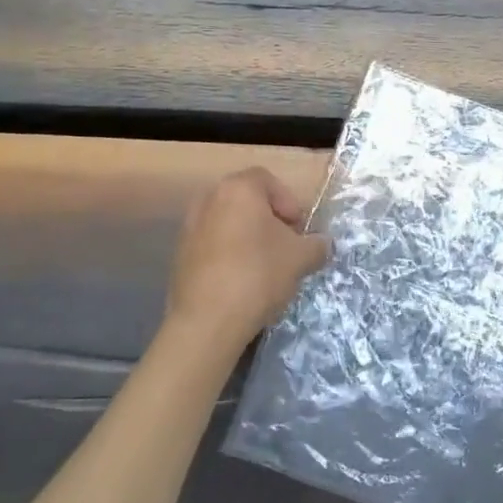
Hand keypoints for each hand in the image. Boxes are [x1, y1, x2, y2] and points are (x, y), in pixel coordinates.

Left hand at [166, 167, 328, 351]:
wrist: (207, 321)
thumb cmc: (258, 275)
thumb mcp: (301, 258)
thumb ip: (317, 244)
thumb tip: (322, 244)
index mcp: (238, 189)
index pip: (268, 180)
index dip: (288, 202)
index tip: (298, 229)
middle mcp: (209, 199)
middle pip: (246, 201)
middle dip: (269, 220)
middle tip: (285, 246)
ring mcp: (189, 227)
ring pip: (228, 223)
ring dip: (247, 237)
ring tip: (264, 266)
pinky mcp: (179, 255)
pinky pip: (212, 245)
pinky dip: (228, 255)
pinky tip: (241, 282)